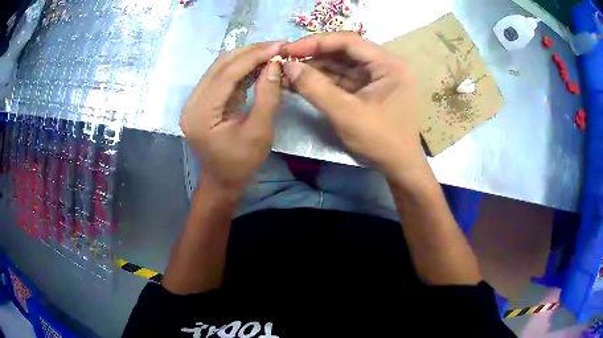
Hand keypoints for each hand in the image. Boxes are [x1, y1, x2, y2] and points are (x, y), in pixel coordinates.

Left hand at [180, 42, 284, 194]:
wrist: (223, 180)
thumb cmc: (241, 163)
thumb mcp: (259, 132)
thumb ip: (267, 97)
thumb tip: (275, 64)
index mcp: (200, 114)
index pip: (226, 74)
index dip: (253, 56)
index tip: (278, 46)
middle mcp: (192, 102)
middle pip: (220, 66)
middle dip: (250, 52)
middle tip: (277, 46)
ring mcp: (195, 100)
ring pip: (221, 67)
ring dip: (246, 57)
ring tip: (271, 52)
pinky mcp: (203, 100)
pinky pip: (222, 76)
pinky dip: (241, 68)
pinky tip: (259, 63)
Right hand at [282, 33, 423, 178]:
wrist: (400, 168)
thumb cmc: (380, 140)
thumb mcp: (345, 113)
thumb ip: (315, 87)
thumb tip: (288, 67)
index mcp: (389, 65)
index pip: (349, 41)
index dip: (316, 42)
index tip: (289, 50)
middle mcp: (386, 65)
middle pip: (346, 51)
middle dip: (315, 56)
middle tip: (287, 61)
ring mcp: (379, 77)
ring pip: (344, 65)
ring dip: (317, 68)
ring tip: (291, 72)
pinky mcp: (372, 90)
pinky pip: (346, 79)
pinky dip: (326, 80)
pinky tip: (304, 82)